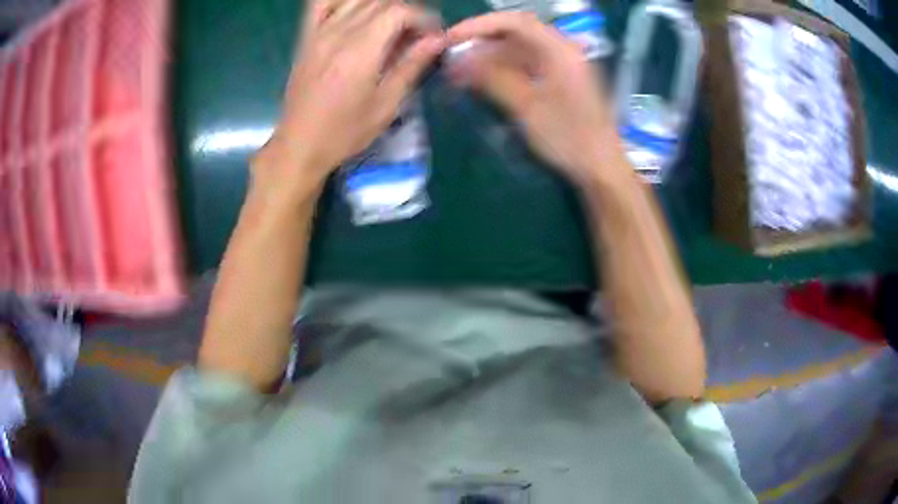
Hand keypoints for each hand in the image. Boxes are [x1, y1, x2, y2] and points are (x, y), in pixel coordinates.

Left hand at [258, 0, 444, 188]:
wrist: (300, 145)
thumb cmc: (346, 131)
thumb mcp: (387, 104)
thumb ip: (412, 65)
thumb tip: (438, 40)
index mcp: (361, 50)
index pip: (399, 11)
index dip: (423, 18)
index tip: (432, 36)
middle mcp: (339, 33)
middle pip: (379, 1)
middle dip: (405, 11)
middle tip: (415, 34)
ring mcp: (319, 33)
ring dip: (379, 4)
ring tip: (389, 24)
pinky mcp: (306, 38)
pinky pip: (319, 3)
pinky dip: (341, 0)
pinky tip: (354, 10)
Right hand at [447, 12, 622, 185]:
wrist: (600, 167)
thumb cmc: (569, 138)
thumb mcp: (528, 108)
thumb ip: (493, 78)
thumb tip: (459, 60)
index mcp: (560, 50)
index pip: (515, 22)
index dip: (479, 25)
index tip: (451, 39)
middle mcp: (561, 50)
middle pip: (515, 33)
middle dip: (481, 41)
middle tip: (451, 56)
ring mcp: (560, 65)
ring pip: (517, 50)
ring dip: (488, 57)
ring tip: (460, 72)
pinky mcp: (557, 80)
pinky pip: (524, 65)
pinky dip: (501, 70)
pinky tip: (482, 81)